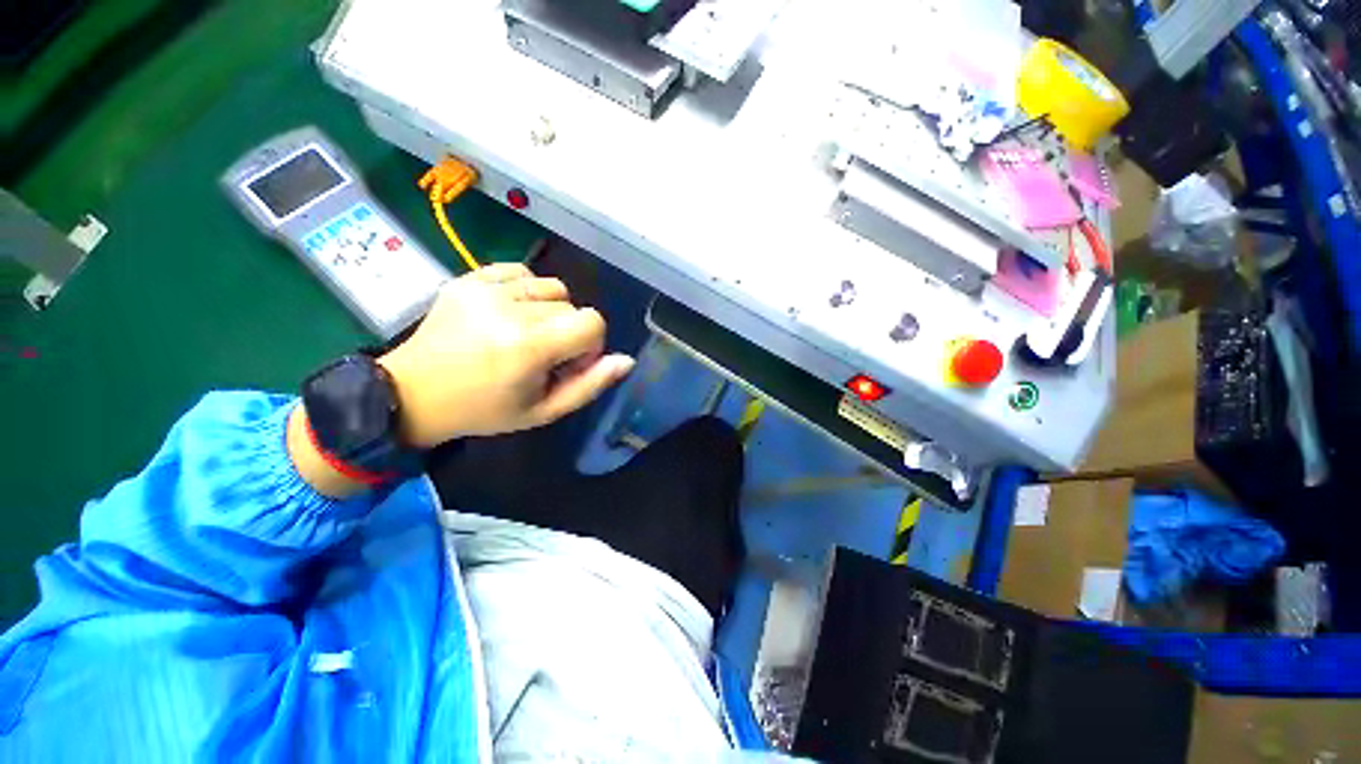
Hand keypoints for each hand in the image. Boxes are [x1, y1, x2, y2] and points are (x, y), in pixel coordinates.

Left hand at [376, 263, 634, 446]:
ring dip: (549, 310)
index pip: (592, 322)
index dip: (589, 345)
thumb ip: (590, 385)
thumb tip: (626, 360)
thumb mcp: (544, 410)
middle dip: (567, 331)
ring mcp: (485, 289)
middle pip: (572, 306)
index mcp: (529, 346)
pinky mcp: (469, 278)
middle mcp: (509, 309)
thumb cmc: (486, 409)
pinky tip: (510, 312)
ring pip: (551, 286)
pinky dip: (527, 290)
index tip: (568, 363)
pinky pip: (521, 271)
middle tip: (541, 356)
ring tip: (524, 332)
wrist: (415, 393)